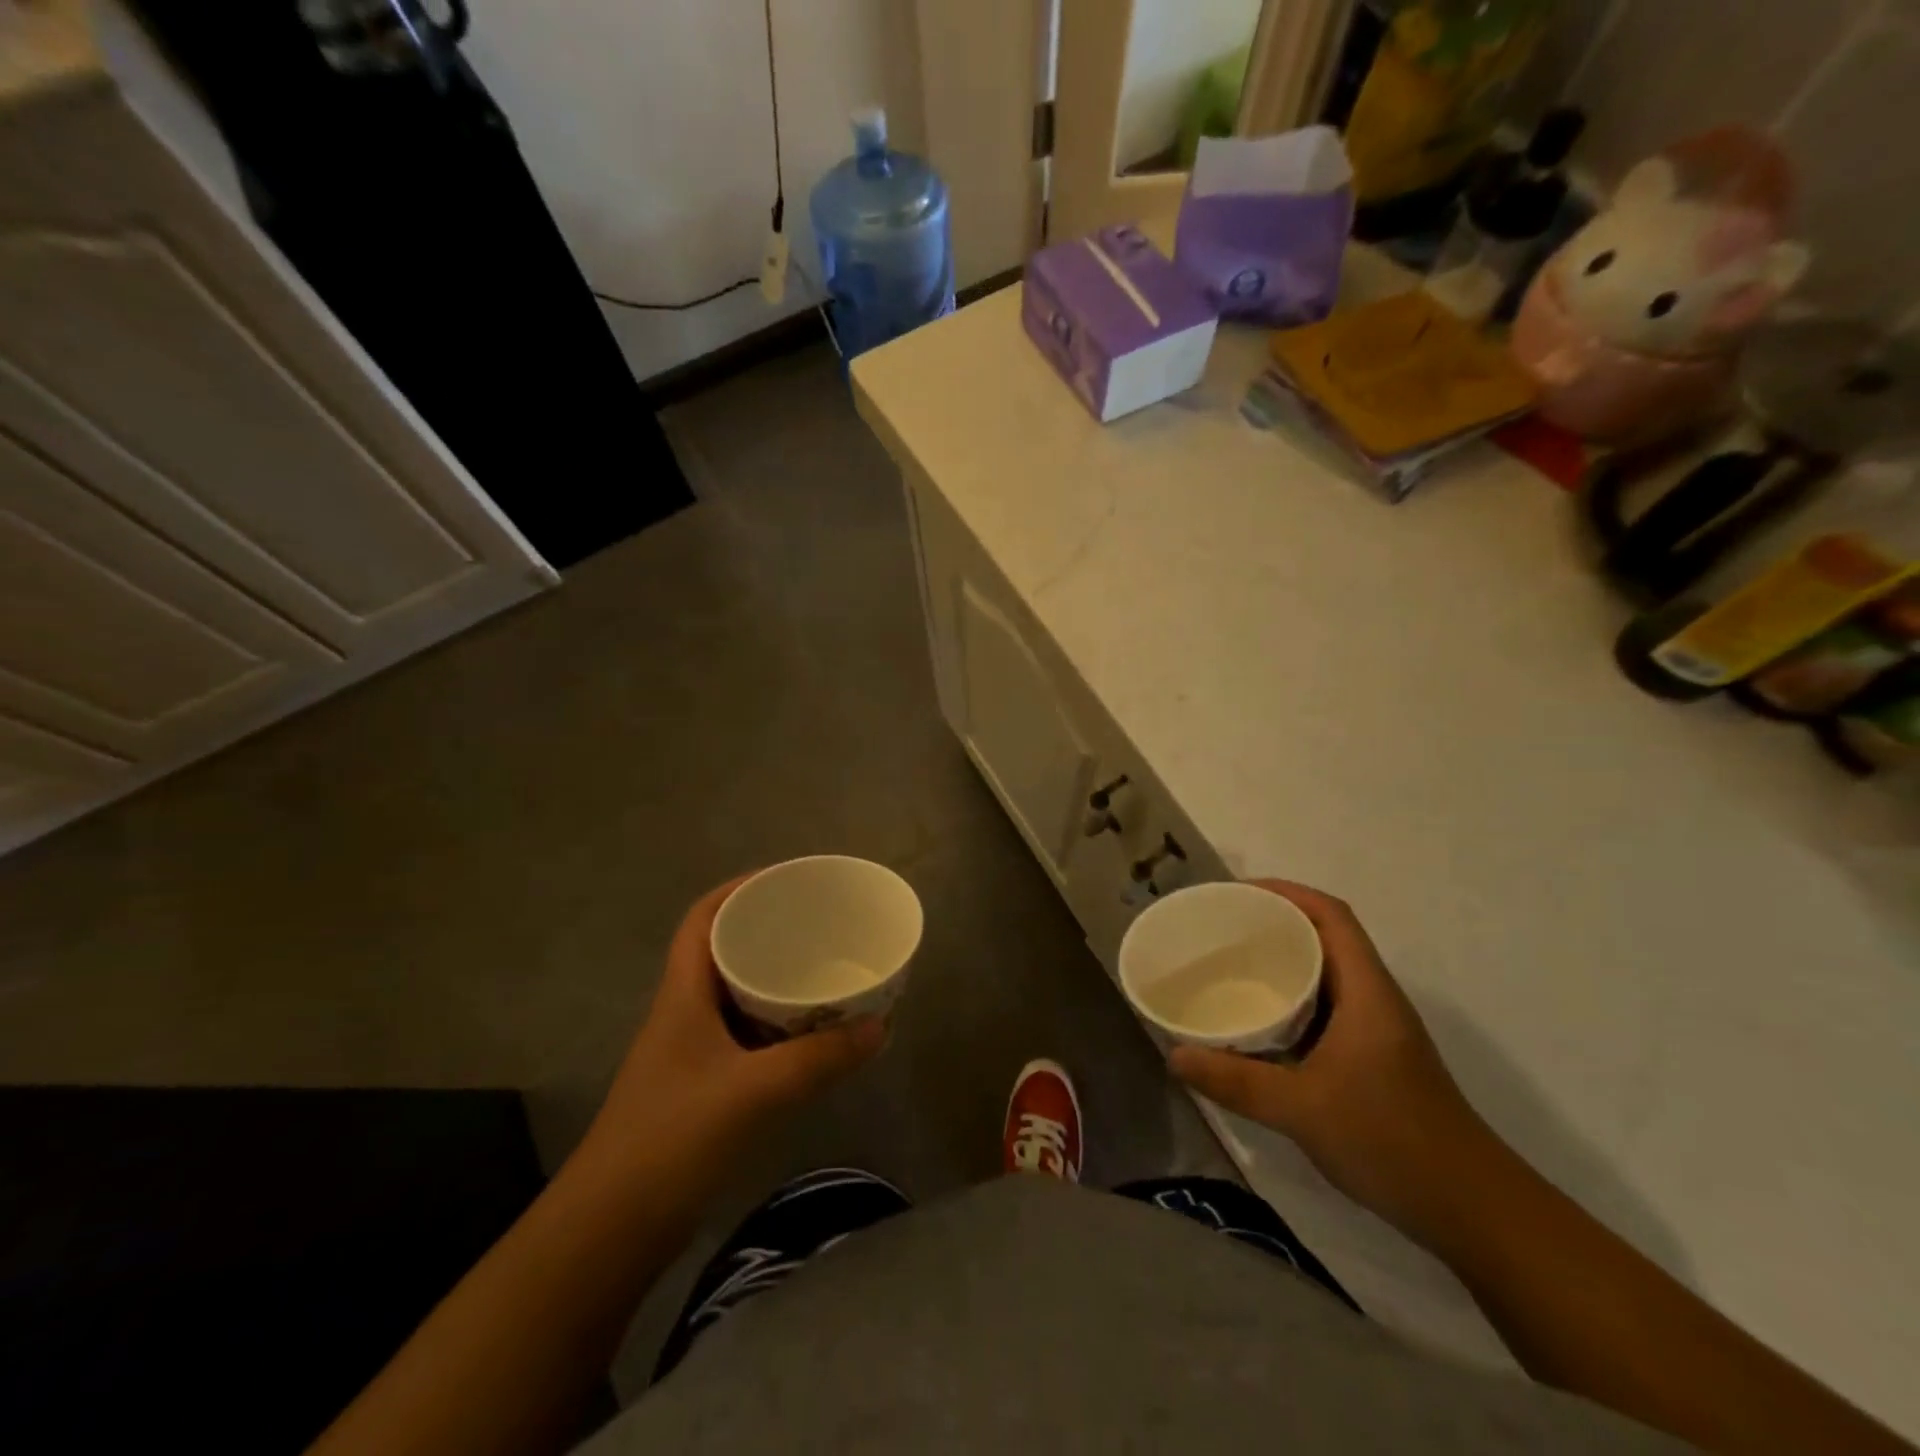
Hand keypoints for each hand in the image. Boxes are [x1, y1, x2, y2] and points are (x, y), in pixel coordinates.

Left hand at [580, 875, 885, 1187]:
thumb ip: (819, 1059)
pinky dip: (778, 1027)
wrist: (609, 1231)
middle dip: (769, 931)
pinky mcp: (701, 1087)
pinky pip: (746, 1037)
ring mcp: (690, 1053)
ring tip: (824, 972)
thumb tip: (880, 1026)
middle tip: (820, 925)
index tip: (786, 879)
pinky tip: (810, 1037)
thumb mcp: (753, 1092)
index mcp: (683, 994)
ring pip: (737, 996)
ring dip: (776, 980)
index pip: (702, 918)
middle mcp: (685, 1013)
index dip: (738, 889)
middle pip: (724, 951)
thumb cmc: (672, 1140)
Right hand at [1168, 880, 1501, 1244]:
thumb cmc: (1392, 1142)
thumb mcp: (1302, 1110)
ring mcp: (1377, 1030)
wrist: (1472, 1210)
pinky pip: (1325, 1007)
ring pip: (1326, 973)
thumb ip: (1235, 1082)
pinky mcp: (1373, 1057)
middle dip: (1275, 922)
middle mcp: (1374, 999)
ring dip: (1283, 961)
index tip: (1237, 893)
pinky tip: (1259, 1021)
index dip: (1287, 892)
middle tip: (1221, 928)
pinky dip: (1291, 999)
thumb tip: (1174, 1056)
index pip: (1332, 916)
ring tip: (1230, 964)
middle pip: (1326, 937)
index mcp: (1366, 992)